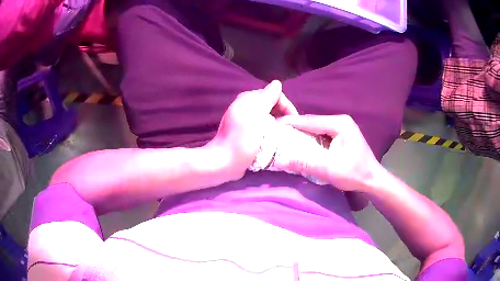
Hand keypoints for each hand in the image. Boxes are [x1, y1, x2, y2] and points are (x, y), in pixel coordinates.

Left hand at [209, 81, 297, 180]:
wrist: (224, 163)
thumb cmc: (240, 140)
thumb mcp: (255, 115)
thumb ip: (267, 98)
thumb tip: (277, 83)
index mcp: (248, 99)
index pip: (274, 95)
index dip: (286, 106)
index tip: (293, 121)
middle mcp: (246, 106)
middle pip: (271, 105)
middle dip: (283, 114)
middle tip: (290, 129)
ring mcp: (245, 120)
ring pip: (268, 117)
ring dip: (278, 124)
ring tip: (285, 135)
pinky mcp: (245, 133)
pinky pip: (263, 127)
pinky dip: (271, 131)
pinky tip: (275, 140)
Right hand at [278, 114, 382, 191]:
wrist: (372, 180)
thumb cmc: (354, 174)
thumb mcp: (329, 170)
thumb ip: (304, 163)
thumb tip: (279, 160)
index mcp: (339, 123)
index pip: (310, 120)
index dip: (290, 123)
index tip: (273, 124)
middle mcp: (340, 121)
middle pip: (312, 123)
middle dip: (294, 129)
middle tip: (275, 134)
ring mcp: (341, 128)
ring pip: (315, 129)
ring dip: (301, 135)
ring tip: (283, 139)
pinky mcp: (340, 136)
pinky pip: (320, 136)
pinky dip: (309, 140)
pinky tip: (299, 145)